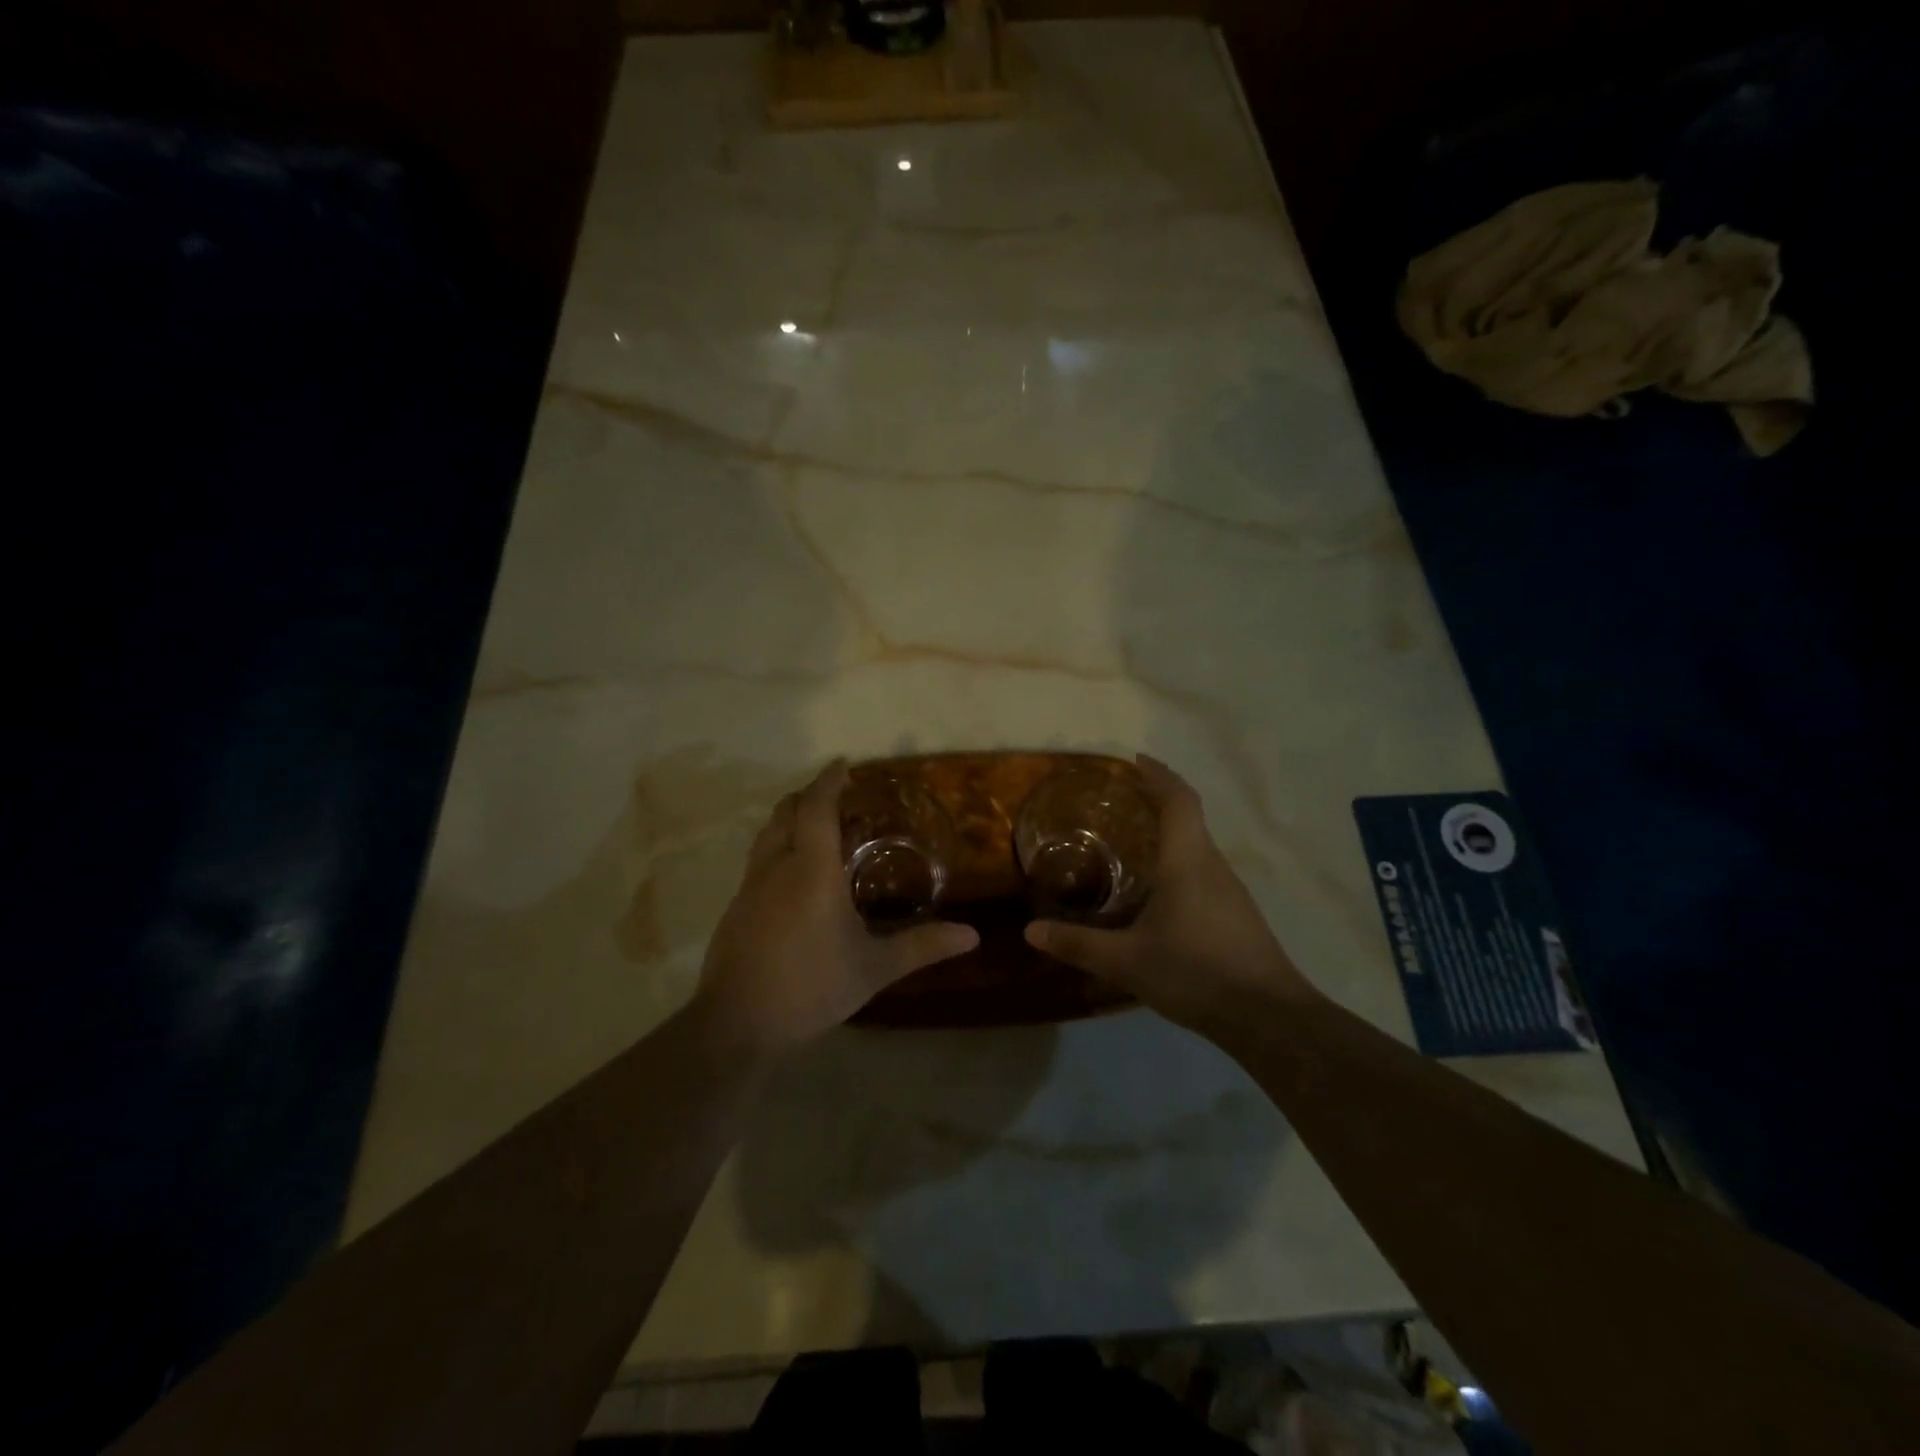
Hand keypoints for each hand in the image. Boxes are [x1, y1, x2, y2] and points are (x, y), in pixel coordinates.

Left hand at [692, 761, 978, 1054]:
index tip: (843, 765)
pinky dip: (778, 847)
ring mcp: (750, 886)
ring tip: (817, 829)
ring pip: (767, 833)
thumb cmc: (811, 987)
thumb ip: (921, 946)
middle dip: (809, 795)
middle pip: (786, 811)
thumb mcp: (874, 969)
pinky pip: (758, 859)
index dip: (828, 781)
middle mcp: (777, 866)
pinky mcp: (736, 907)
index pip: (817, 806)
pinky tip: (794, 877)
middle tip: (837, 798)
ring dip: (790, 819)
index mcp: (811, 869)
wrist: (737, 1024)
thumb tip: (972, 935)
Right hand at [1024, 755, 1319, 1042]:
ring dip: (1169, 833)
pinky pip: (1203, 870)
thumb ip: (1079, 944)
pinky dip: (1179, 861)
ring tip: (1132, 841)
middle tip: (1119, 801)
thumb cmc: (1196, 972)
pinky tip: (1158, 891)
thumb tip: (1030, 931)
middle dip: (1157, 800)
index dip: (1159, 774)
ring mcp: (1230, 890)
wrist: (1268, 1017)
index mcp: (1188, 860)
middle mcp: (1212, 865)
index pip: (1178, 799)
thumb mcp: (1128, 961)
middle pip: (1188, 817)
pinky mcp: (1237, 914)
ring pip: (1197, 845)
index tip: (1134, 761)